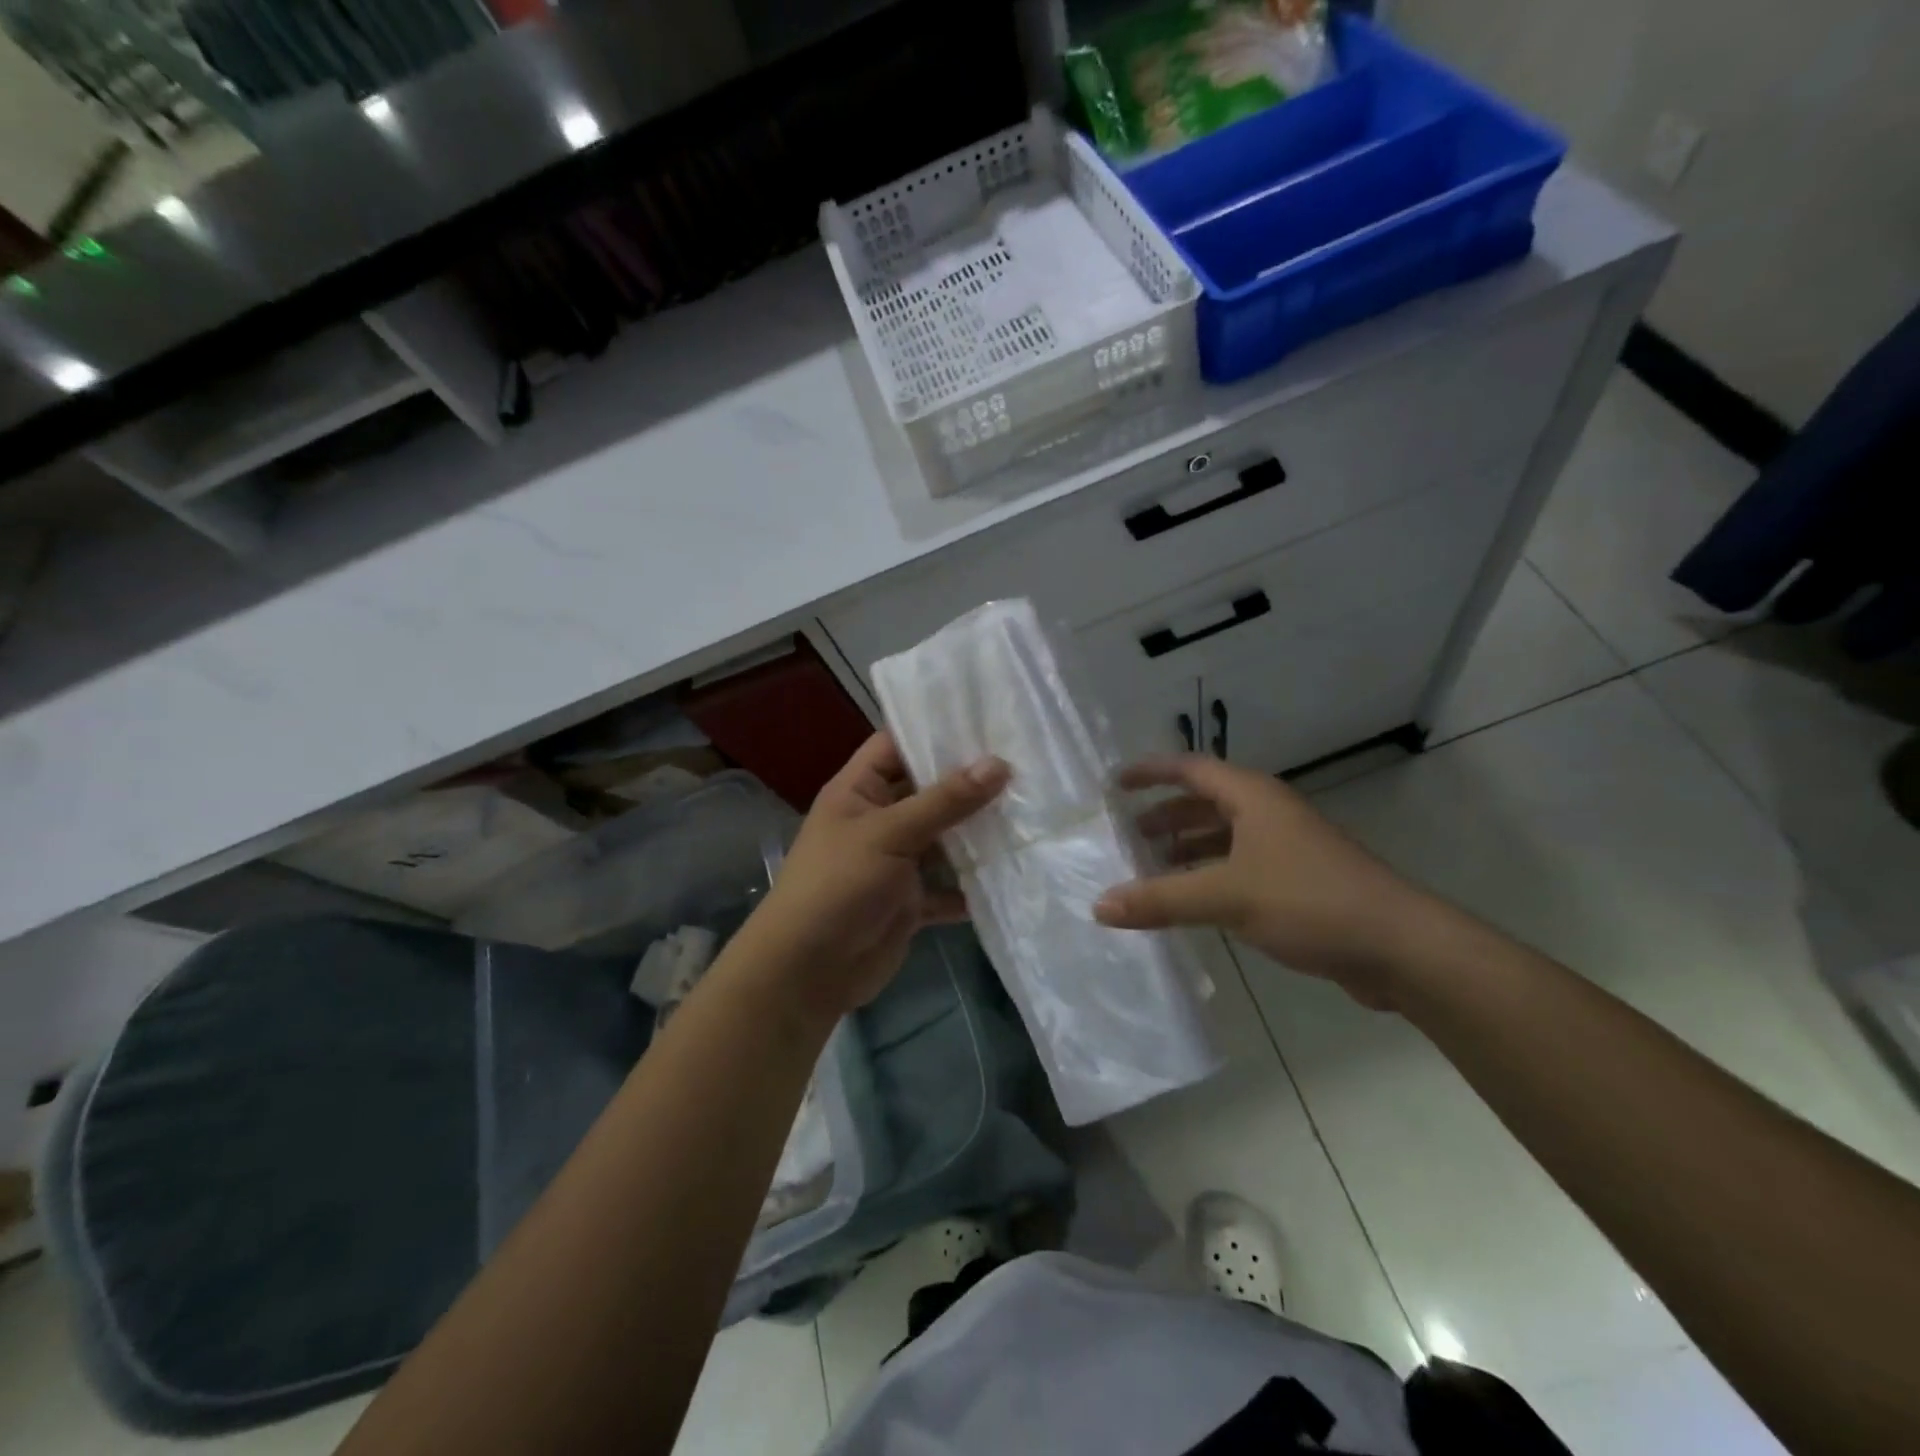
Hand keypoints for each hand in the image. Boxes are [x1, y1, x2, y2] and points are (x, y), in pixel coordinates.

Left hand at [743, 733, 1008, 1020]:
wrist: (809, 971)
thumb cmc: (839, 885)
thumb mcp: (890, 834)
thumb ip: (944, 801)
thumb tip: (998, 764)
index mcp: (859, 792)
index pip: (894, 745)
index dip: (931, 731)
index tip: (984, 721)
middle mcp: (878, 820)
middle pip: (927, 792)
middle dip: (968, 783)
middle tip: (1024, 763)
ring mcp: (896, 863)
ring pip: (943, 840)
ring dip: (977, 834)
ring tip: (1031, 810)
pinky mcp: (910, 901)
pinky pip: (947, 887)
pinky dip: (972, 885)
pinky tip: (1013, 871)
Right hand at [1092, 755, 1443, 1009]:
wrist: (1399, 947)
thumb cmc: (1309, 901)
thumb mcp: (1226, 896)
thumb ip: (1161, 899)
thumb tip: (1099, 905)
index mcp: (1252, 798)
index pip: (1190, 769)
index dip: (1151, 772)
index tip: (1115, 784)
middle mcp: (1269, 814)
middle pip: (1205, 802)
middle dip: (1166, 815)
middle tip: (1128, 835)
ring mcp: (1287, 848)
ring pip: (1224, 837)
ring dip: (1188, 847)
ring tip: (1152, 868)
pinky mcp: (1299, 882)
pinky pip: (1240, 867)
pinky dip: (1210, 876)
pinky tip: (1193, 902)